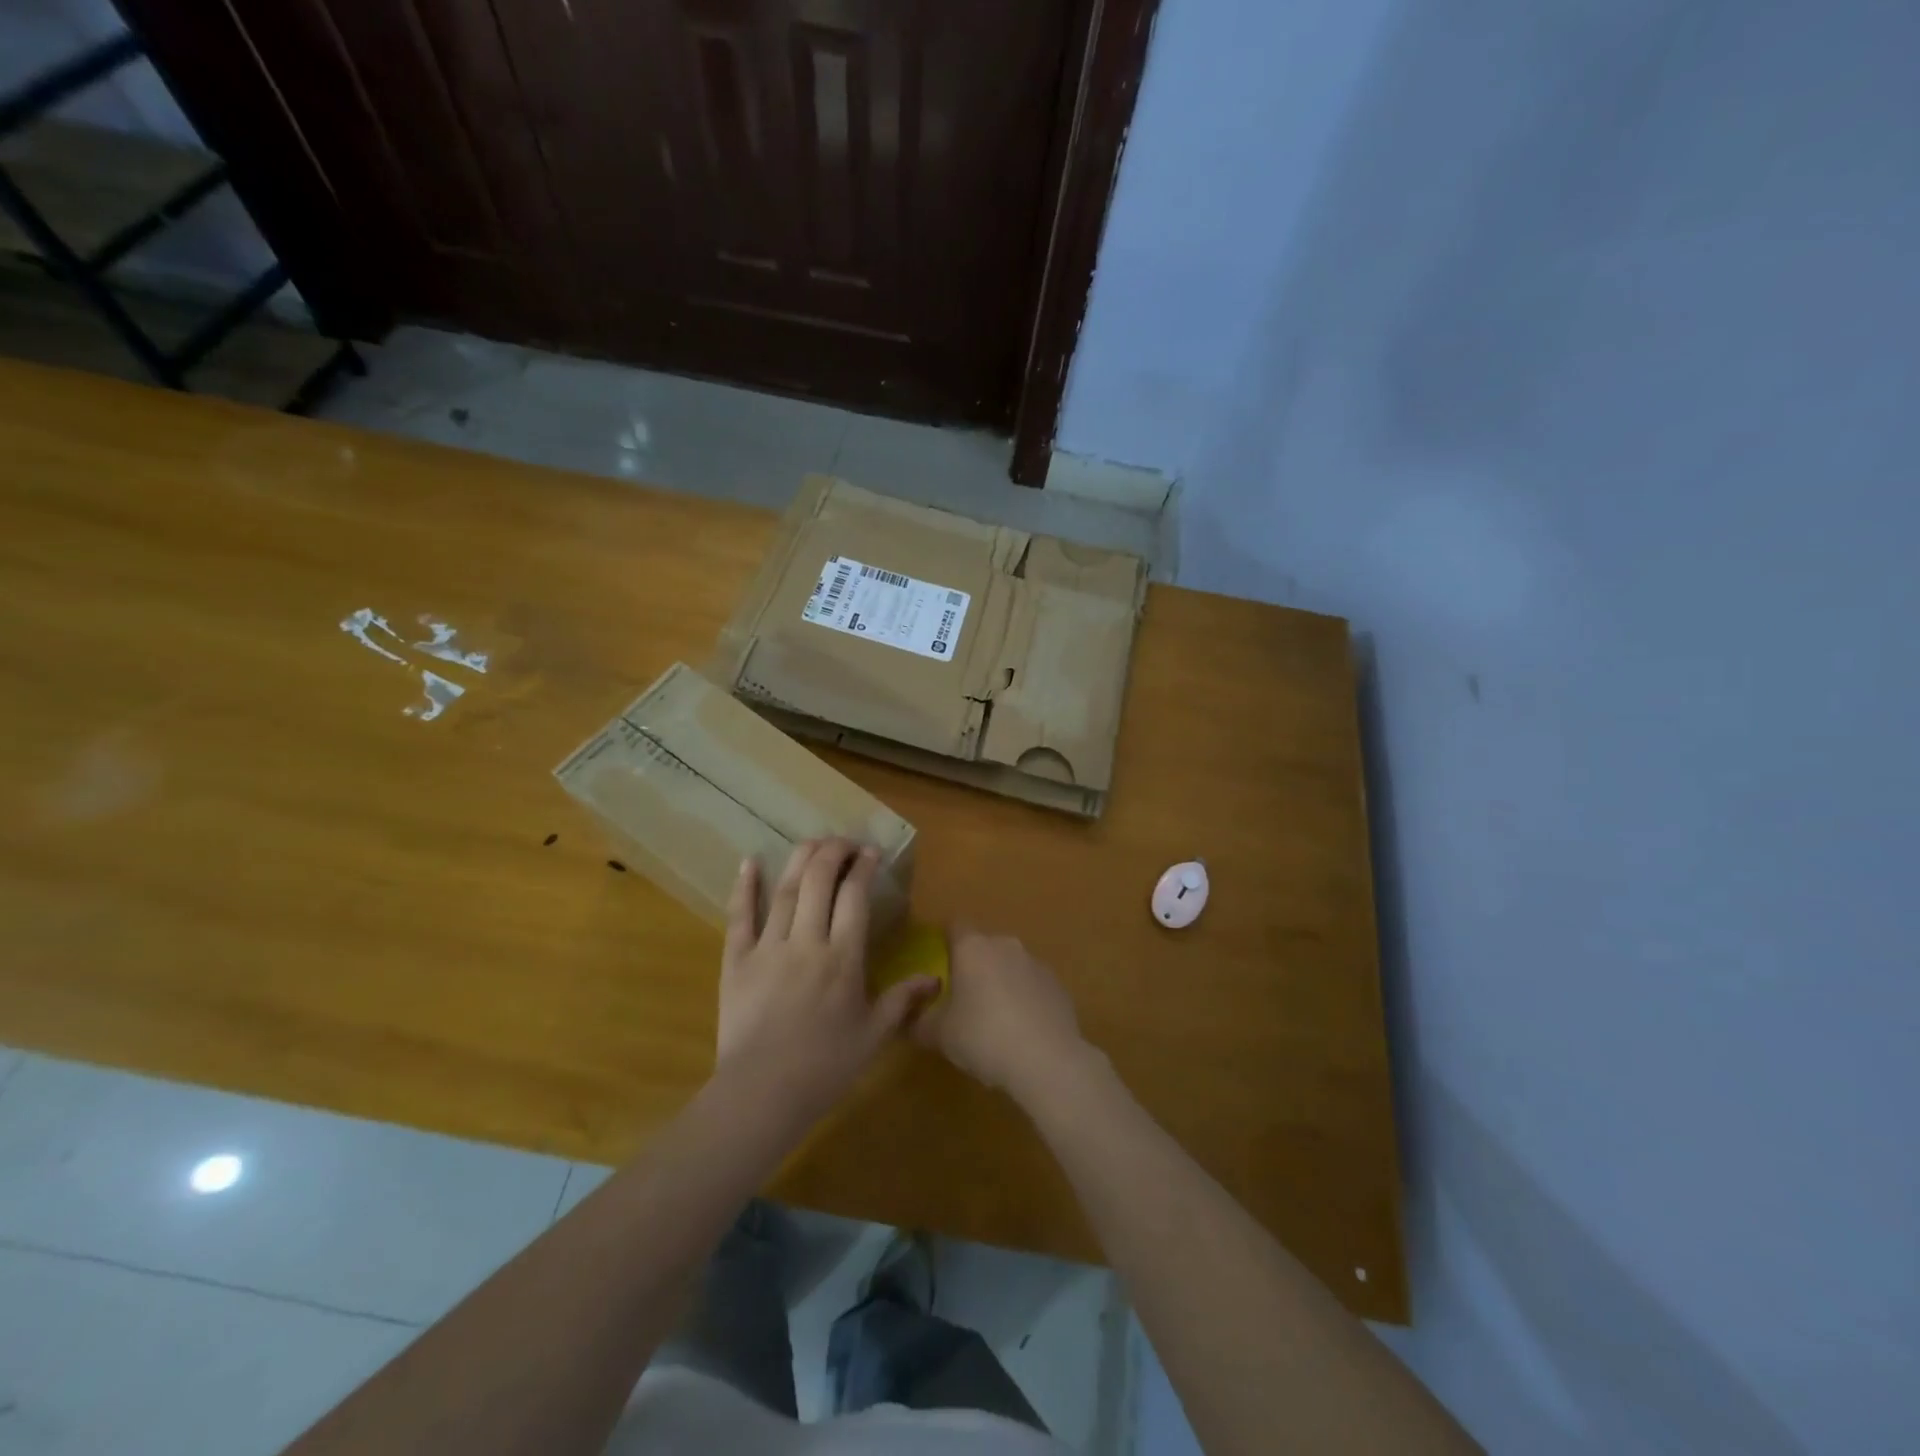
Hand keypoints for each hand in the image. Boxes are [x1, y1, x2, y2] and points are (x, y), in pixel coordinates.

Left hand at [716, 839, 937, 1122]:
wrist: (762, 1094)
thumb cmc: (825, 1067)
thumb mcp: (873, 1036)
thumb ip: (902, 1000)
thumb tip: (935, 977)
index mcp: (843, 959)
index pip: (854, 897)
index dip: (863, 868)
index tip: (871, 852)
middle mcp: (807, 942)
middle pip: (819, 881)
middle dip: (833, 852)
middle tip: (845, 842)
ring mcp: (768, 948)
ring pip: (785, 891)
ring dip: (800, 859)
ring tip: (813, 841)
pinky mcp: (736, 961)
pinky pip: (739, 917)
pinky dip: (743, 887)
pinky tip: (749, 860)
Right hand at [913, 925, 1091, 1102]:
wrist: (1047, 1060)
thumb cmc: (983, 1037)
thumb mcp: (940, 1035)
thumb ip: (920, 1021)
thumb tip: (911, 1018)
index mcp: (973, 948)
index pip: (954, 926)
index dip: (945, 941)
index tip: (939, 965)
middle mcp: (1005, 945)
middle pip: (984, 946)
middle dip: (974, 966)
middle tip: (964, 998)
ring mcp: (1036, 963)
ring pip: (1010, 965)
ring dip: (1001, 982)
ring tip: (995, 1019)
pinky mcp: (1058, 985)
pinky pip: (1033, 985)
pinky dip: (1025, 999)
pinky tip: (1022, 1031)